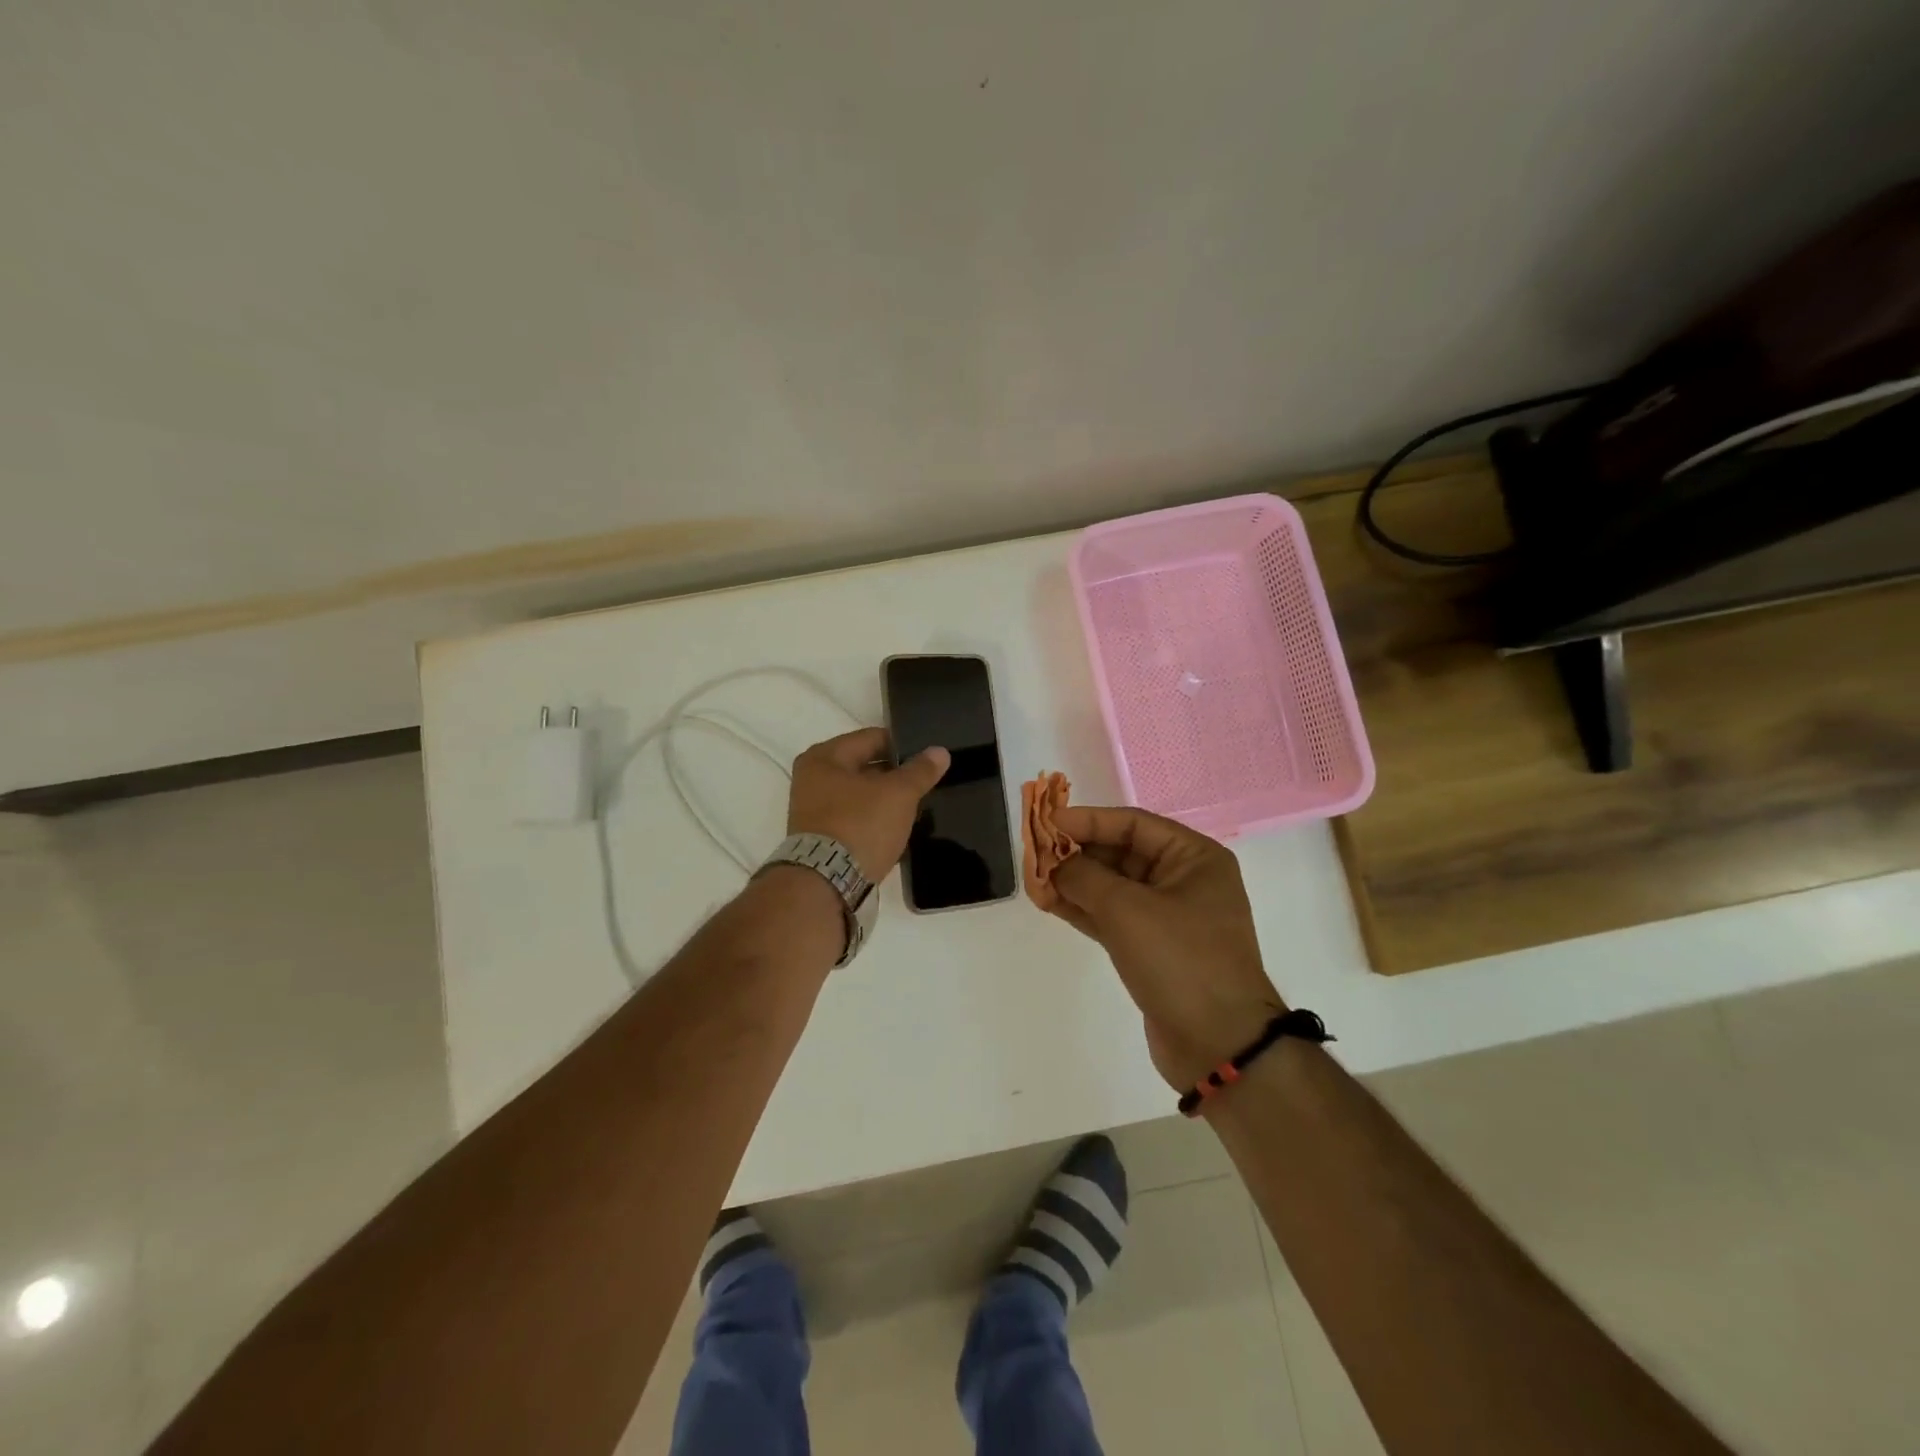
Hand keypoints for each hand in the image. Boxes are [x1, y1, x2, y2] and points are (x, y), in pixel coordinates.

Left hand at [787, 728, 949, 880]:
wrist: (827, 884)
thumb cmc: (860, 825)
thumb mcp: (899, 794)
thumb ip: (920, 771)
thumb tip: (940, 752)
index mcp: (824, 757)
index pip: (872, 738)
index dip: (903, 745)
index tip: (928, 757)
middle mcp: (811, 779)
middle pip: (864, 766)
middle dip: (894, 774)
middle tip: (925, 783)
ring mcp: (813, 810)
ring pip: (860, 795)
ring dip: (885, 800)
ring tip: (915, 807)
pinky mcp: (820, 838)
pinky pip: (854, 819)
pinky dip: (874, 821)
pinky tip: (896, 829)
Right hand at [1048, 806, 1284, 1088]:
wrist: (1218, 1045)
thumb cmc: (1180, 960)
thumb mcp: (1127, 909)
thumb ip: (1084, 876)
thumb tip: (1055, 862)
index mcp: (1194, 858)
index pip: (1133, 824)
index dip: (1087, 820)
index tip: (1047, 821)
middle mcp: (1184, 880)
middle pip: (1121, 853)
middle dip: (1077, 852)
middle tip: (1034, 851)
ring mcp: (1168, 917)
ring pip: (1113, 887)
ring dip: (1074, 881)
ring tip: (1033, 876)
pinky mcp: (1152, 948)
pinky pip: (1111, 917)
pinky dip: (1082, 909)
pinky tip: (1048, 902)